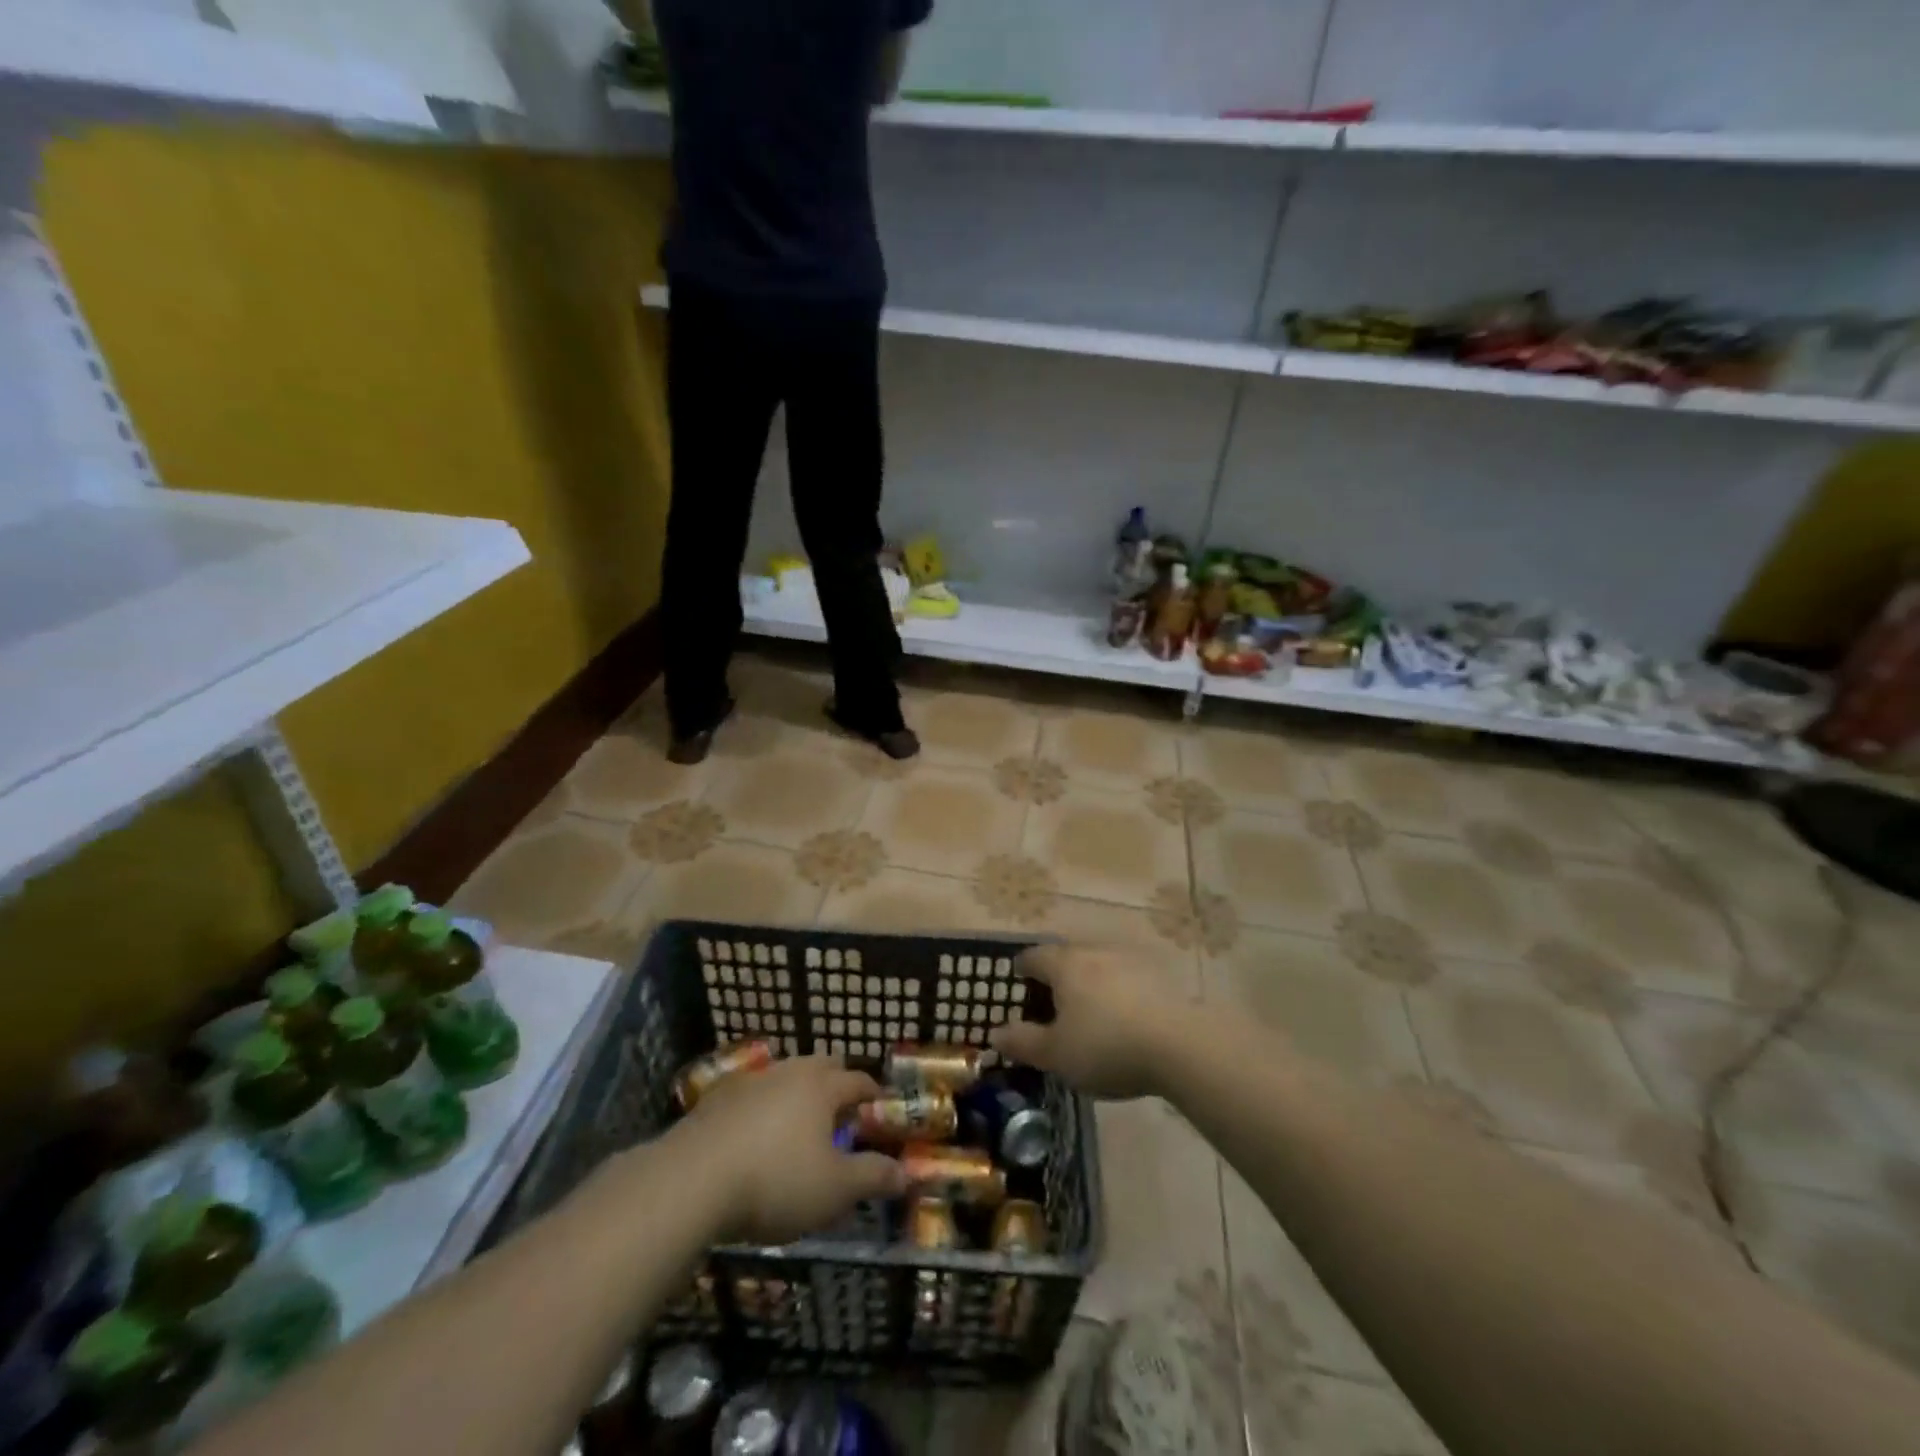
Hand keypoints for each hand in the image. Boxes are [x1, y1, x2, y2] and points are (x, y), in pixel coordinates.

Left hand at [668, 1054, 907, 1243]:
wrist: (691, 1181)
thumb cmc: (776, 1181)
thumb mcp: (834, 1190)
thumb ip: (873, 1177)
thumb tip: (907, 1173)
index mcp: (822, 1086)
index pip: (858, 1080)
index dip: (873, 1095)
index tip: (880, 1111)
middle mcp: (789, 1072)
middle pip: (821, 1065)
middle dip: (836, 1083)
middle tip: (841, 1114)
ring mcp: (749, 1082)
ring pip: (784, 1077)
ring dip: (797, 1094)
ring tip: (798, 1126)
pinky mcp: (715, 1100)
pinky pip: (751, 1095)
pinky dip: (762, 1109)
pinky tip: (754, 1136)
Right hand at [989, 944, 1188, 1099]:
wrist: (1180, 1045)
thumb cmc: (1106, 1046)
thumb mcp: (1056, 1054)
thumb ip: (1023, 1042)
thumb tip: (995, 1033)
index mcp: (1065, 965)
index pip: (1035, 956)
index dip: (1023, 966)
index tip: (1018, 976)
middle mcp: (1095, 952)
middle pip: (1068, 955)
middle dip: (1057, 972)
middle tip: (1051, 996)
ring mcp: (1131, 960)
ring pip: (1100, 963)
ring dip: (1091, 979)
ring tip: (1089, 1006)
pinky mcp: (1160, 975)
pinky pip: (1128, 977)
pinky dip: (1119, 990)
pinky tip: (1124, 1013)